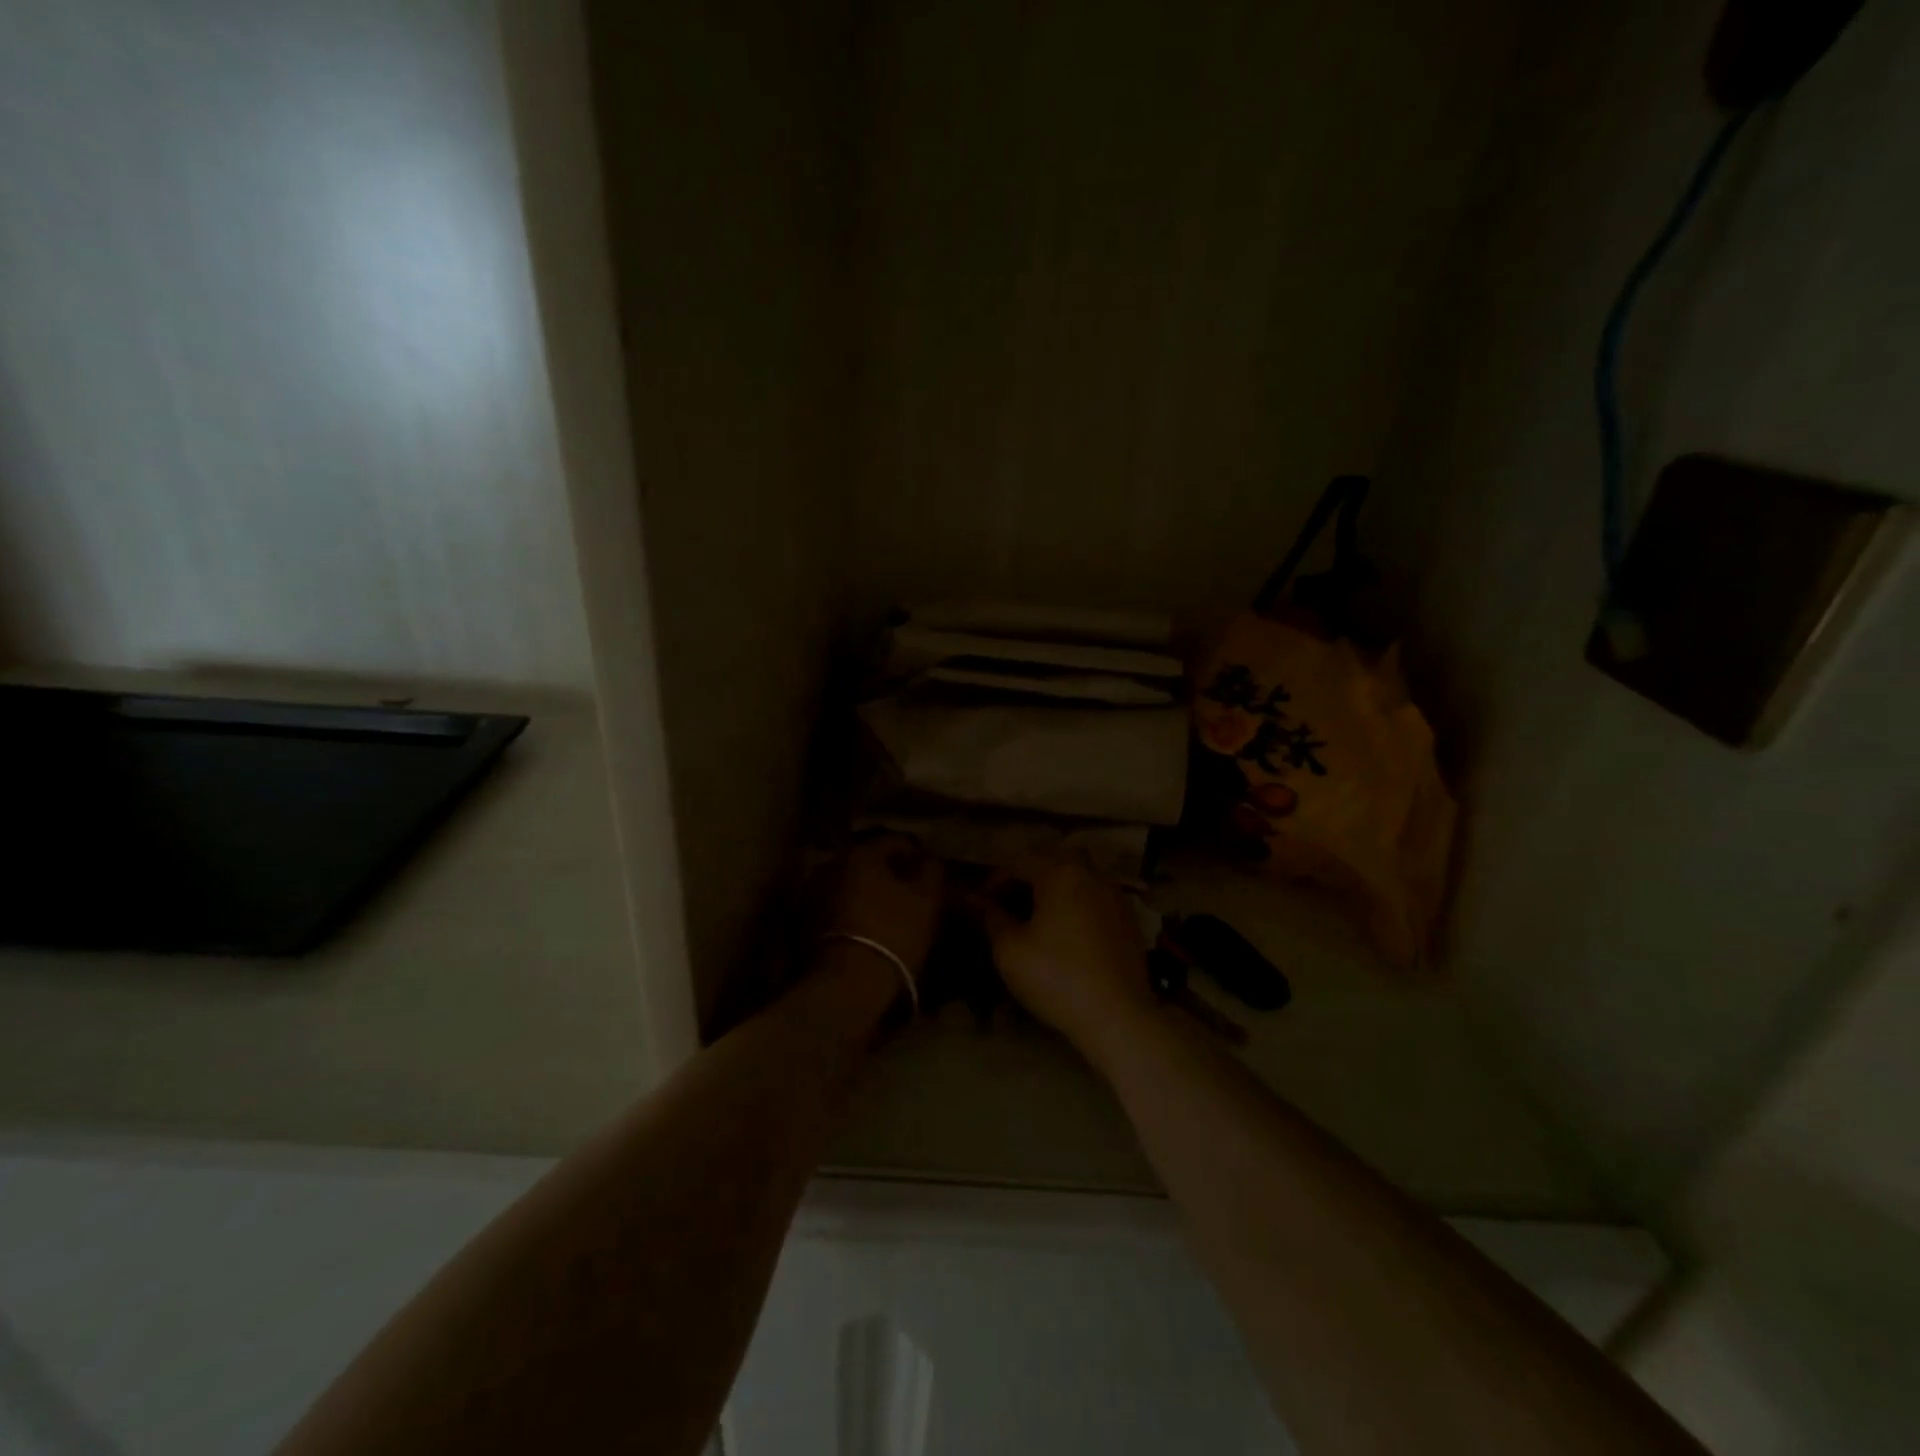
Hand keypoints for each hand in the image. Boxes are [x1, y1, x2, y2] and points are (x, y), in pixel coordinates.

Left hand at [826, 834, 944, 976]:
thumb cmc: (894, 932)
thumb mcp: (927, 899)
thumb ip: (931, 871)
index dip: (918, 855)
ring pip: (851, 885)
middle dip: (890, 874)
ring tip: (889, 913)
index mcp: (862, 852)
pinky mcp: (804, 922)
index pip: (897, 841)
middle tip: (911, 893)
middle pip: (870, 862)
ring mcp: (813, 892)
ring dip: (868, 893)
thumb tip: (928, 860)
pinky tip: (867, 928)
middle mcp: (832, 864)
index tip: (931, 874)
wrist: (848, 984)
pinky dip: (852, 911)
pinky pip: (837, 907)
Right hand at [980, 860, 1156, 1056]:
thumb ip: (991, 917)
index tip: (980, 903)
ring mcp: (1114, 894)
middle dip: (1026, 877)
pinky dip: (1075, 903)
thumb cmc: (1056, 978)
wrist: (1117, 1015)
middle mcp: (1090, 874)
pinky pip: (1094, 897)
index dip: (994, 880)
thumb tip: (975, 899)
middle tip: (1007, 903)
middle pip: (1051, 862)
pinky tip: (1066, 930)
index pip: (1018, 862)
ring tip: (1036, 915)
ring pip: (1076, 877)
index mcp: (1059, 873)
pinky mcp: (1127, 918)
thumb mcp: (1010, 950)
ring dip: (1053, 888)